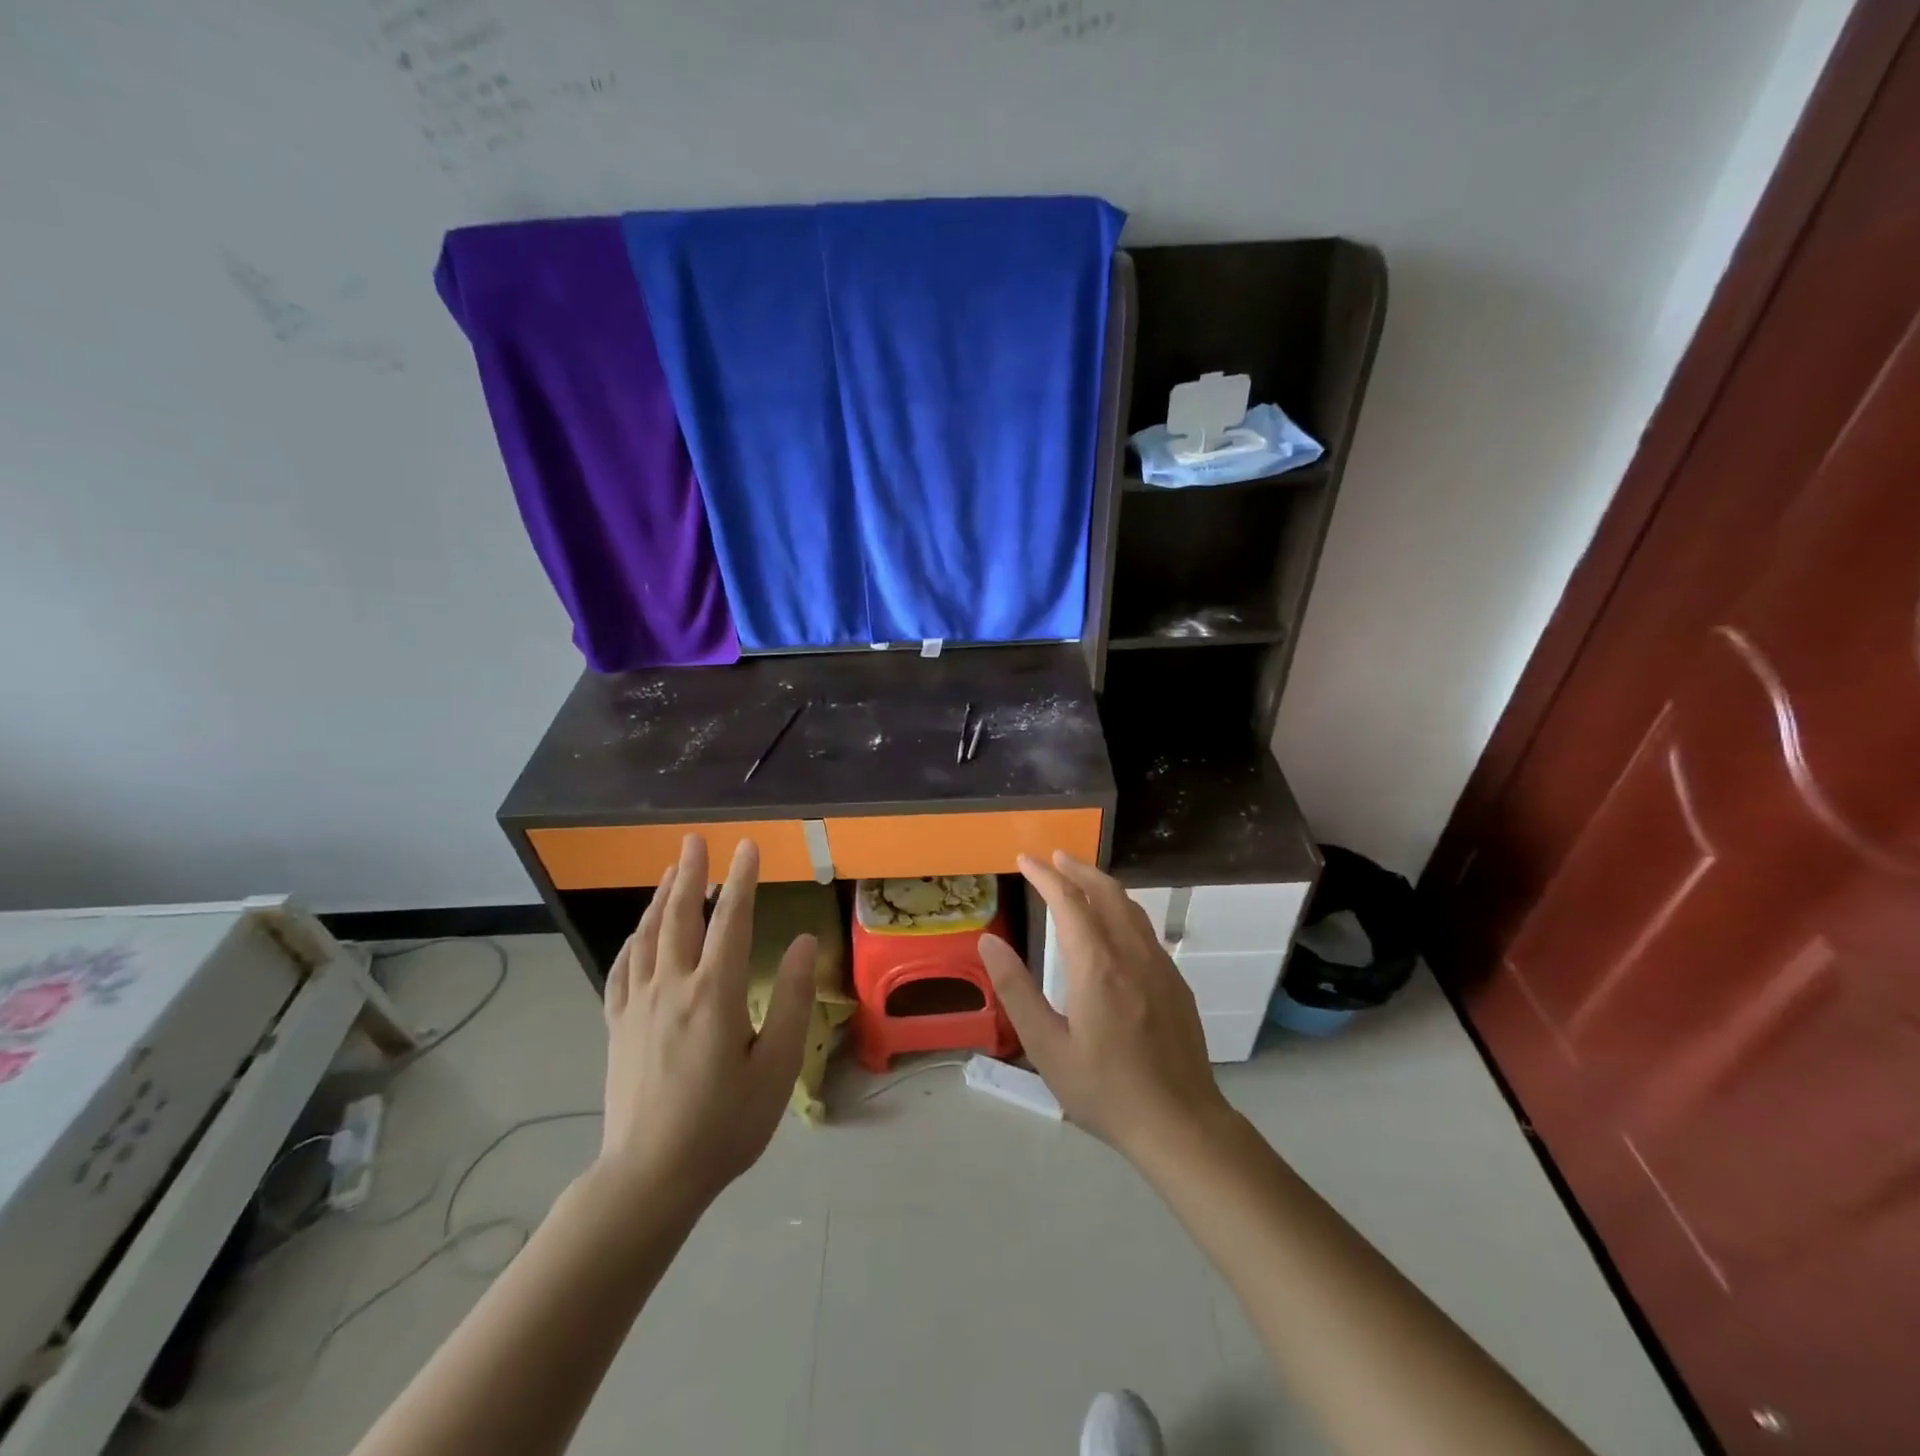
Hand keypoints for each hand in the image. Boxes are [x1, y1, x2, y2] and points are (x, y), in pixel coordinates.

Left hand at [596, 835, 815, 1208]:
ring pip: (647, 936)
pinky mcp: (617, 1026)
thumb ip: (790, 1000)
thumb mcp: (775, 1068)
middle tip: (696, 839)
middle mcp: (671, 988)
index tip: (749, 846)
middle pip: (679, 916)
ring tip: (673, 870)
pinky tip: (638, 933)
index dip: (741, 879)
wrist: (648, 1179)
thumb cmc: (724, 1125)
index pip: (731, 920)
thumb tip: (801, 942)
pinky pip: (622, 969)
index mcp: (714, 994)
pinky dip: (632, 941)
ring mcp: (637, 1006)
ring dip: (661, 898)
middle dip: (691, 873)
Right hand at [979, 852, 1235, 1163]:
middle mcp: (1131, 952)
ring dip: (1101, 884)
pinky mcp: (1175, 981)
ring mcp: (1159, 965)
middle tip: (1053, 857)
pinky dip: (1121, 908)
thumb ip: (1016, 990)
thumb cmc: (1104, 1089)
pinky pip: (1144, 928)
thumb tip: (989, 942)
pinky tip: (1112, 924)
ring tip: (1079, 879)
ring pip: (1130, 906)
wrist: (1181, 1123)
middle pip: (1105, 892)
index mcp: (1096, 965)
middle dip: (1077, 869)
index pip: (1068, 901)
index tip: (1025, 860)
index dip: (1045, 875)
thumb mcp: (1046, 1047)